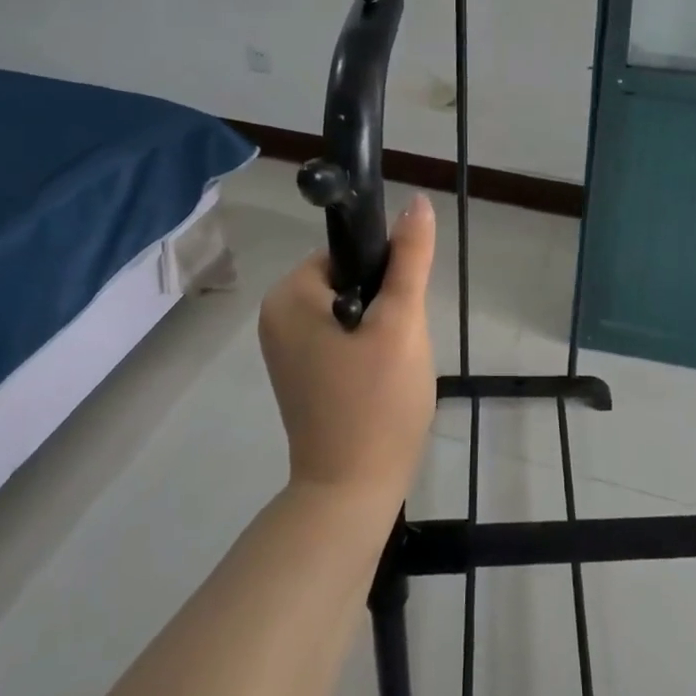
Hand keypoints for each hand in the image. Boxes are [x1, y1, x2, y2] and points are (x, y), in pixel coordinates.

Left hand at [258, 195, 437, 508]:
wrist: (352, 495)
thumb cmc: (376, 402)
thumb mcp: (401, 321)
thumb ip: (410, 257)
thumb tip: (418, 200)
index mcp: (289, 295)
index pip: (350, 251)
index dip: (386, 273)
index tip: (401, 310)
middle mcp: (277, 315)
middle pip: (351, 278)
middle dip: (385, 304)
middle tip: (398, 344)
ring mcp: (286, 347)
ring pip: (353, 308)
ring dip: (380, 327)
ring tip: (391, 365)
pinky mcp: (300, 372)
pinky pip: (342, 335)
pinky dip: (366, 347)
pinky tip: (380, 379)